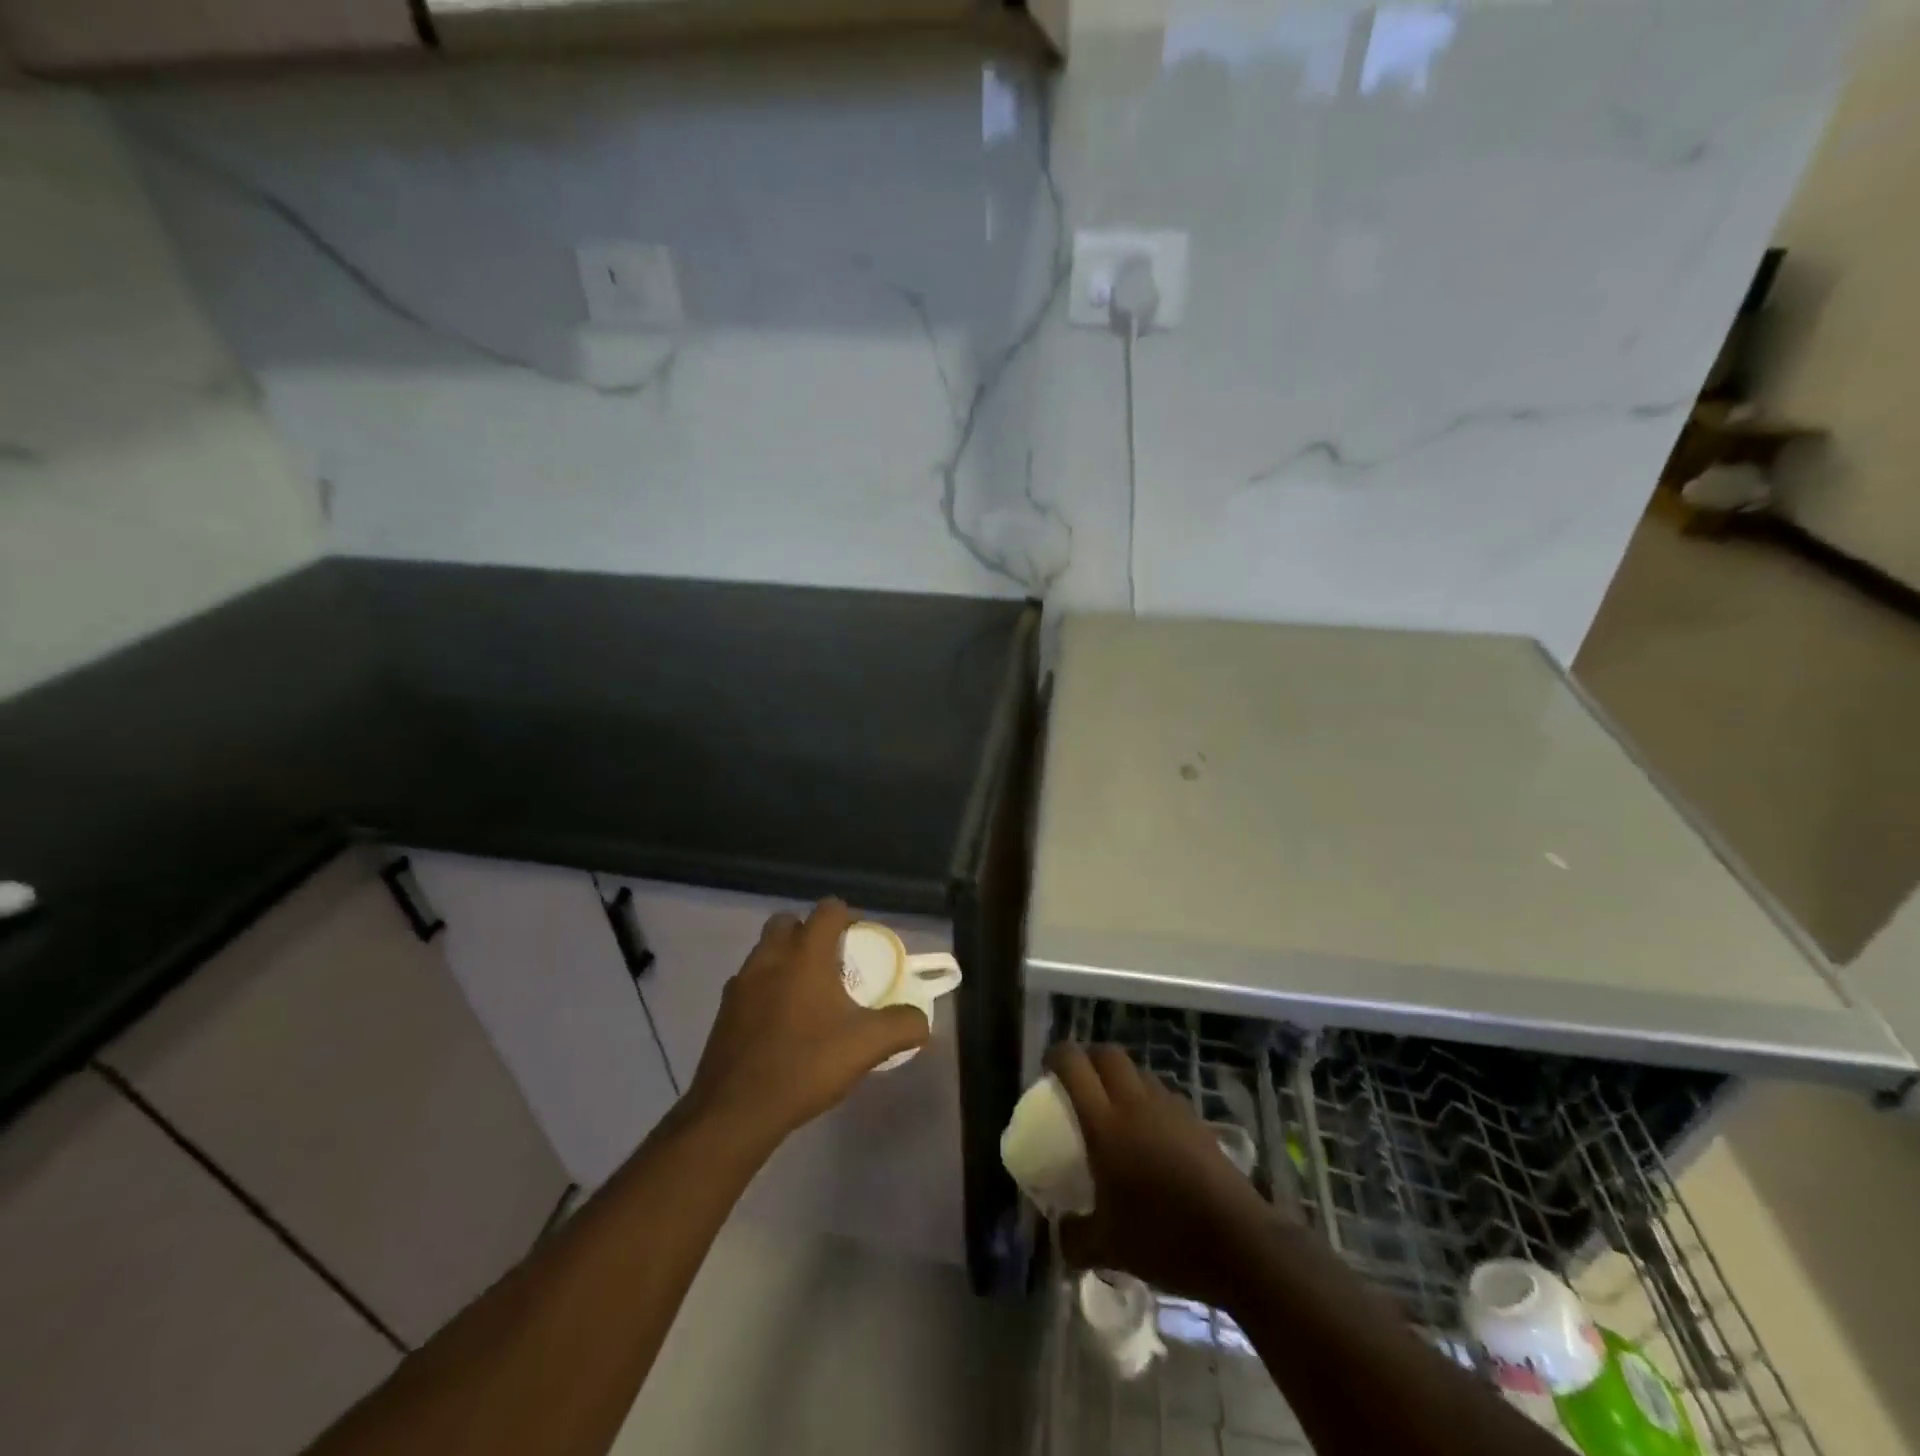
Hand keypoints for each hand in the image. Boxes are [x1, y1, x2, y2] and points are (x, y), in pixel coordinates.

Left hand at [684, 899, 929, 1152]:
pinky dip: (766, 989)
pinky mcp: (724, 1010)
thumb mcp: (866, 1046)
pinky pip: (750, 983)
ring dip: (786, 960)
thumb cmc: (805, 1066)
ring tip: (808, 994)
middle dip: (811, 932)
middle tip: (832, 962)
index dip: (848, 916)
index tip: (861, 940)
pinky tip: (781, 1023)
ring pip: (766, 951)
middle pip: (789, 922)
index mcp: (805, 955)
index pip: (828, 910)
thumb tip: (921, 1021)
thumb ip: (901, 1026)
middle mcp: (770, 958)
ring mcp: (741, 983)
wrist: (735, 1111)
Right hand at [1047, 1044, 1288, 1310]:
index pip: (1074, 1065)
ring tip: (1115, 1108)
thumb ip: (1074, 1237)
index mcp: (1106, 1124)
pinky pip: (1163, 1095)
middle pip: (1108, 1055)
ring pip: (1139, 1072)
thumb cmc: (1165, 1239)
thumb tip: (1059, 1233)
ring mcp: (1170, 1108)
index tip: (1048, 1068)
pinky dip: (1148, 1100)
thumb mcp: (1108, 1249)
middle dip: (1089, 1058)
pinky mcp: (1196, 1121)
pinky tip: (1151, 1135)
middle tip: (1079, 1082)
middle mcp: (1136, 1104)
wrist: (1239, 1243)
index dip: (1057, 1056)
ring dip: (1121, 1078)